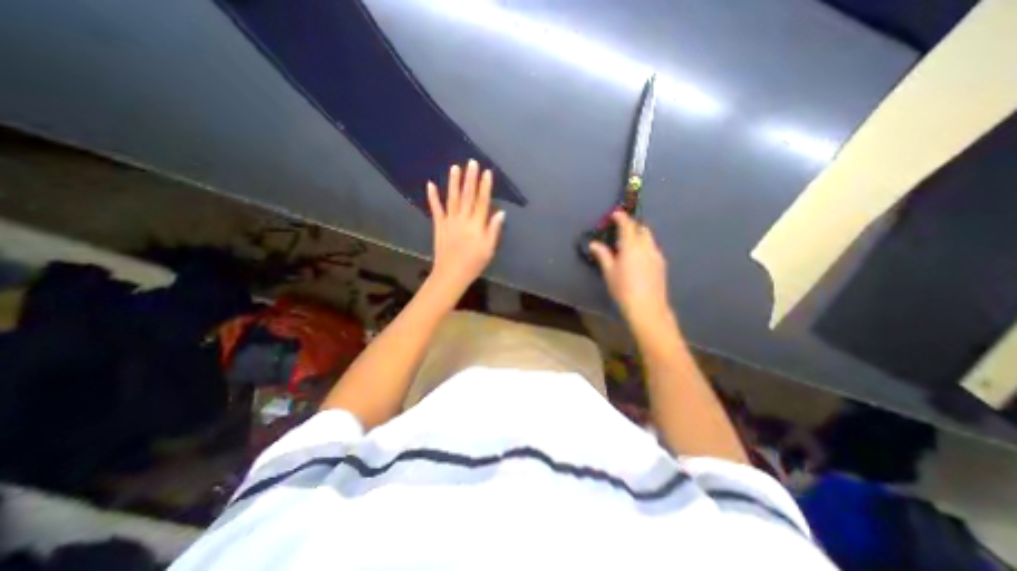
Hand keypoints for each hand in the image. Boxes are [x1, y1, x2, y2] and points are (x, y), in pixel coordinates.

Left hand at [425, 158, 502, 296]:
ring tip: (455, 167)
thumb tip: (500, 212)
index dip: (485, 187)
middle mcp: (463, 219)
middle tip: (471, 162)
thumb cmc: (474, 263)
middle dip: (470, 178)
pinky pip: (436, 209)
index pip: (482, 202)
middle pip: (467, 196)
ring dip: (453, 182)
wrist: (451, 274)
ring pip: (452, 198)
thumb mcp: (489, 249)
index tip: (487, 172)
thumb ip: (494, 230)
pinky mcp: (439, 225)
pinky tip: (430, 184)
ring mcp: (449, 221)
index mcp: (477, 225)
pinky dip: (432, 197)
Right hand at [584, 209, 673, 326]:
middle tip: (622, 230)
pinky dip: (645, 246)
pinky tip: (639, 257)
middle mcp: (646, 246)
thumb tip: (594, 244)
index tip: (615, 214)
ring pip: (649, 238)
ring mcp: (656, 255)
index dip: (621, 217)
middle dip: (632, 225)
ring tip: (629, 243)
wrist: (647, 307)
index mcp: (631, 246)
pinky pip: (653, 248)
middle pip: (642, 229)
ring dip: (640, 235)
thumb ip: (603, 255)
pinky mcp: (662, 264)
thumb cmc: (623, 289)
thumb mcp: (609, 272)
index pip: (627, 225)